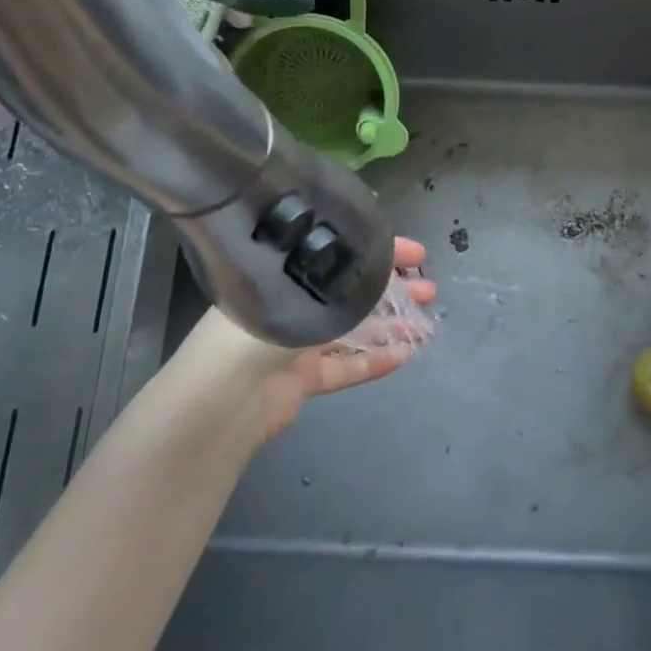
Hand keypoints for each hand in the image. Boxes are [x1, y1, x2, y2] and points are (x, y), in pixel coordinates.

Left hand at [176, 237, 435, 447]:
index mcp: (284, 271)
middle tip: (427, 288)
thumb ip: (345, 278)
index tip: (415, 253)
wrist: (224, 400)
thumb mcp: (306, 289)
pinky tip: (404, 356)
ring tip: (424, 322)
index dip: (379, 250)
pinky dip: (373, 362)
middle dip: (391, 288)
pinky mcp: (301, 380)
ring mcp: (295, 343)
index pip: (339, 253)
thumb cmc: (261, 327)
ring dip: (388, 325)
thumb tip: (381, 259)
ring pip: (351, 330)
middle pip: (349, 291)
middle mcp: (289, 302)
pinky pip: (344, 367)